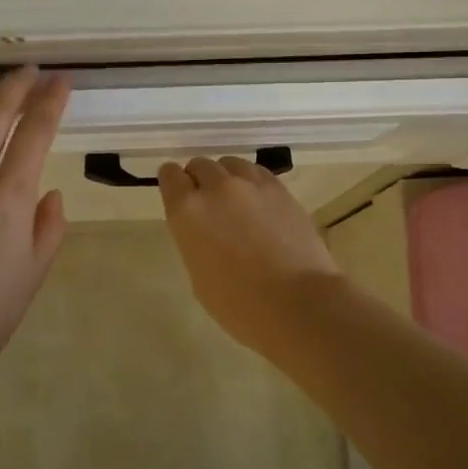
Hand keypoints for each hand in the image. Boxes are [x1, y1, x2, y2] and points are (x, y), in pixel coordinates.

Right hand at [157, 155, 345, 351]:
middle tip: (208, 203)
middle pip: (200, 165)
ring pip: (230, 164)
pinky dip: (251, 181)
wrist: (298, 302)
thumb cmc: (239, 304)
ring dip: (226, 177)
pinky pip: (257, 172)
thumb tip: (205, 229)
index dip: (173, 183)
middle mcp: (216, 188)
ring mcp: (251, 184)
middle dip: (199, 180)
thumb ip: (195, 239)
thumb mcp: (199, 275)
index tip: (178, 194)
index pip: (169, 176)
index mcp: (187, 211)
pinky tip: (258, 202)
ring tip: (235, 200)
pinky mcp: (280, 189)